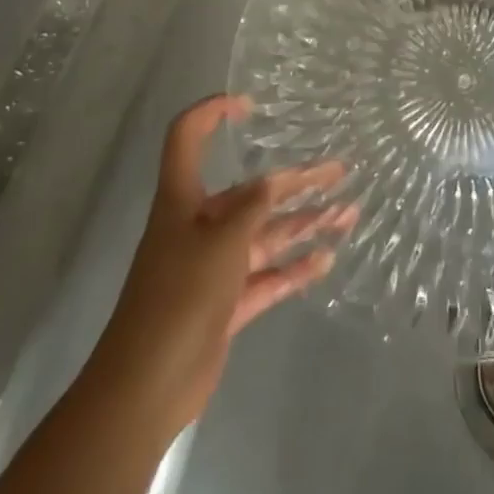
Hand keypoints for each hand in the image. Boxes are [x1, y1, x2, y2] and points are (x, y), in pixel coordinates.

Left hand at [87, 95, 354, 442]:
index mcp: (184, 200)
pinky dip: (294, 268)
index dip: (211, 113)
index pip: (187, 138)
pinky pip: (267, 277)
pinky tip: (326, 259)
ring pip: (266, 236)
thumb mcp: (221, 240)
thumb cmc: (178, 296)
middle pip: (251, 193)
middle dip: (295, 181)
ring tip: (348, 212)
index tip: (248, 106)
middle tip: (339, 171)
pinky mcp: (226, 305)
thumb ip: (253, 206)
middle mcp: (200, 227)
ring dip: (305, 223)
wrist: (145, 388)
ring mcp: (214, 268)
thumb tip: (273, 181)